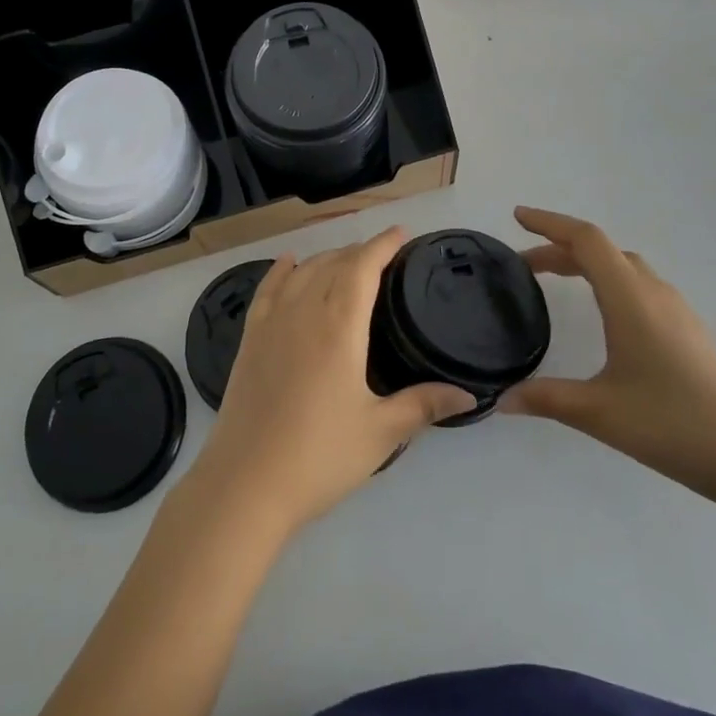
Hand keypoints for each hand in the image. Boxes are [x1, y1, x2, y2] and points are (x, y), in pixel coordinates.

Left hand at [188, 228, 474, 537]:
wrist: (246, 482)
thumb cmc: (319, 456)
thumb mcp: (380, 433)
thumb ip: (423, 405)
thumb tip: (468, 395)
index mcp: (339, 326)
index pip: (363, 268)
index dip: (382, 245)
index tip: (401, 233)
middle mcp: (304, 311)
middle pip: (333, 263)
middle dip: (359, 251)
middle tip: (383, 253)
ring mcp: (272, 322)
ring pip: (302, 272)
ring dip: (327, 257)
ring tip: (346, 258)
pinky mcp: (250, 339)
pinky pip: (267, 289)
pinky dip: (281, 270)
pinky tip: (289, 262)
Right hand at [502, 206, 715, 504]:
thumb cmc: (673, 425)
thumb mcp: (600, 413)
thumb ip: (546, 399)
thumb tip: (501, 400)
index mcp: (630, 299)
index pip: (586, 240)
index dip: (549, 223)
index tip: (518, 217)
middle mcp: (654, 293)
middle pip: (602, 251)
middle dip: (559, 248)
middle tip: (525, 266)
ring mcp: (677, 311)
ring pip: (624, 267)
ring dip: (587, 264)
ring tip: (557, 280)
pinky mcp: (689, 331)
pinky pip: (640, 286)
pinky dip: (609, 282)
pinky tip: (604, 314)